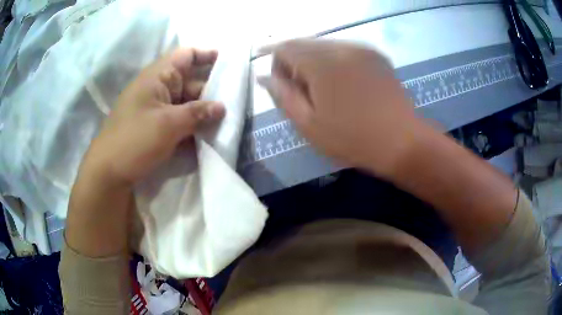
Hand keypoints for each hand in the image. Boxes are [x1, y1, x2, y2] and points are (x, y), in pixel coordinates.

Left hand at [81, 48, 224, 186]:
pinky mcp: (157, 129)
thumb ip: (197, 113)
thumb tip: (222, 107)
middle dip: (213, 91)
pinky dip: (194, 128)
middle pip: (191, 82)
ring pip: (187, 105)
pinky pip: (180, 122)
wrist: (108, 174)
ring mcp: (157, 111)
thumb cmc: (134, 140)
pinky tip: (210, 138)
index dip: (208, 55)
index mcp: (158, 77)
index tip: (230, 64)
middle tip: (238, 102)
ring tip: (230, 122)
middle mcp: (158, 89)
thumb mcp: (168, 124)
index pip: (187, 55)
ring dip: (205, 113)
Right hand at [262, 40, 423, 178]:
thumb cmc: (352, 138)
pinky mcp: (376, 55)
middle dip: (295, 63)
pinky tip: (344, 86)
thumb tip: (265, 78)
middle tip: (303, 92)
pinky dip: (335, 62)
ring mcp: (362, 48)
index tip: (281, 86)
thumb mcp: (309, 124)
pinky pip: (345, 51)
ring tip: (325, 91)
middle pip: (304, 43)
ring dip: (315, 63)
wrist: (403, 142)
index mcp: (321, 61)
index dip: (276, 64)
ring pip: (325, 46)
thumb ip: (283, 96)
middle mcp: (341, 46)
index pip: (284, 47)